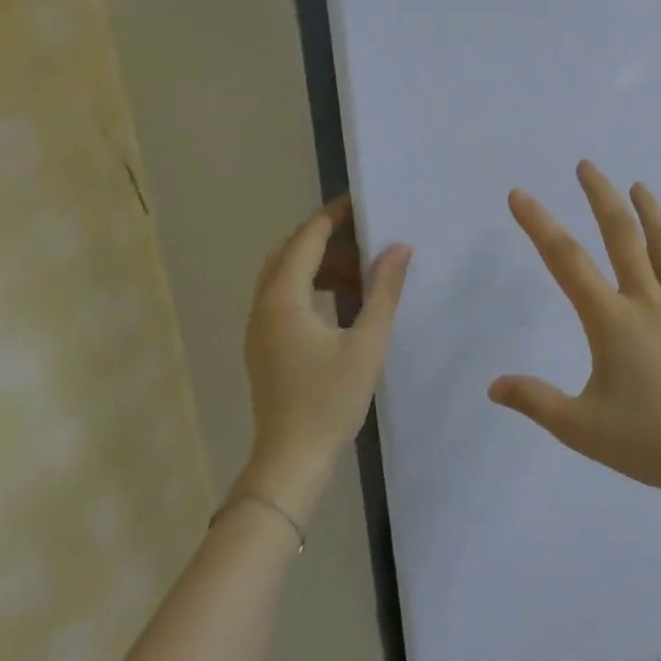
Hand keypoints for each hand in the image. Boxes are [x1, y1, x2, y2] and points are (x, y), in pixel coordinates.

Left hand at [242, 197, 410, 522]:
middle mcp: (264, 306)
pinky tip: (345, 305)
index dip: (333, 217)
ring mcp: (260, 328)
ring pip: (286, 279)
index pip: (306, 240)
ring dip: (321, 267)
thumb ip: (384, 291)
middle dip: (327, 240)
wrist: (292, 458)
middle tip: (366, 236)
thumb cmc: (330, 399)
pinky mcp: (265, 347)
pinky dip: (313, 290)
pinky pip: (286, 300)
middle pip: (290, 254)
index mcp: (284, 299)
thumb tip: (399, 248)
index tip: (362, 202)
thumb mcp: (367, 342)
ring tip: (364, 273)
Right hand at [489, 161, 660, 498]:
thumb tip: (494, 386)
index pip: (567, 262)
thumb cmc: (652, 441)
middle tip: (587, 166)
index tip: (520, 195)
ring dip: (651, 213)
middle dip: (601, 197)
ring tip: (639, 186)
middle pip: (623, 236)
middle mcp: (649, 303)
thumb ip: (536, 402)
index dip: (540, 225)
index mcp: (612, 322)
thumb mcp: (582, 428)